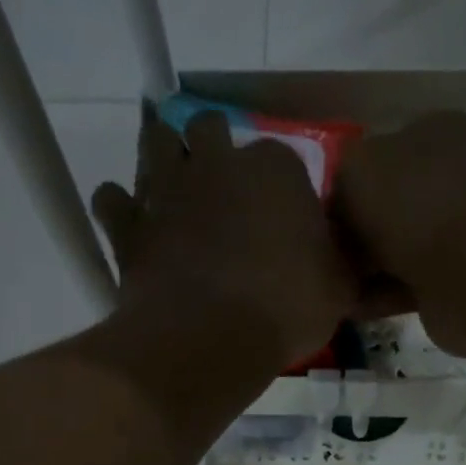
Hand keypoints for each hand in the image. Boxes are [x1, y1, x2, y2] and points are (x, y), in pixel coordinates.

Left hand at [92, 107, 355, 369]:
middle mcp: (217, 162)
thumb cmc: (287, 308)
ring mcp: (166, 188)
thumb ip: (343, 268)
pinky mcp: (128, 224)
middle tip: (223, 191)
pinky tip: (132, 225)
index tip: (281, 216)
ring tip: (176, 192)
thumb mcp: (339, 291)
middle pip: (208, 127)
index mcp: (276, 168)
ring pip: (155, 143)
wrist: (212, 337)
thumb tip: (354, 267)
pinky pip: (111, 198)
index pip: (280, 157)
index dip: (278, 185)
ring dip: (164, 160)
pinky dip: (119, 208)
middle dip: (213, 149)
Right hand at [332, 112, 465, 356]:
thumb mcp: (355, 168)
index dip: (341, 185)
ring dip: (361, 268)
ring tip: (328, 284)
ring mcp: (457, 229)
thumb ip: (338, 176)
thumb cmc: (411, 207)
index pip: (376, 153)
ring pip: (393, 248)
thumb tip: (337, 205)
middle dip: (351, 232)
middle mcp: (451, 176)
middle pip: (384, 205)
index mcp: (437, 131)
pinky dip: (377, 295)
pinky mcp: (454, 277)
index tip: (315, 217)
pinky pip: (404, 283)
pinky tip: (348, 306)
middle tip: (319, 255)